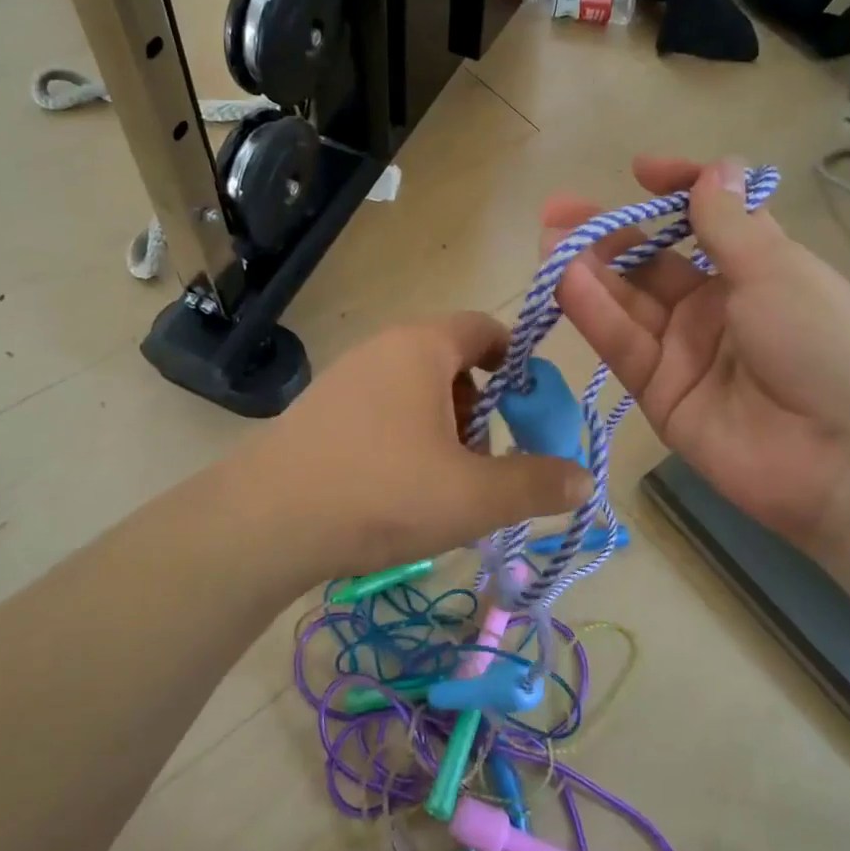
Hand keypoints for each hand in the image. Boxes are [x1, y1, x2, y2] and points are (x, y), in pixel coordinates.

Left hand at [238, 313, 593, 577]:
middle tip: (485, 459)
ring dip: (444, 427)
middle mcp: (383, 347)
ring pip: (416, 389)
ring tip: (444, 482)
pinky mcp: (321, 409)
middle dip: (480, 408)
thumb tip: (585, 479)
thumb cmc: (382, 492)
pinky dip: (406, 437)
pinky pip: (382, 409)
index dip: (517, 363)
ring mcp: (346, 377)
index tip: (529, 408)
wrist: (265, 522)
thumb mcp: (472, 496)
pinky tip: (398, 488)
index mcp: (423, 346)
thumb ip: (535, 484)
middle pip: (452, 361)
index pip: (485, 328)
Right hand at [543, 156, 849, 547]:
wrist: (846, 460)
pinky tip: (565, 281)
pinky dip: (594, 314)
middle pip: (652, 264)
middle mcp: (715, 308)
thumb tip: (716, 167)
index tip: (640, 171)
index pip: (707, 221)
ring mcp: (684, 352)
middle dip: (608, 234)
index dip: (676, 193)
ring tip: (549, 240)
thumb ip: (729, 224)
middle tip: (559, 211)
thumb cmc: (823, 345)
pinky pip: (623, 346)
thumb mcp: (777, 270)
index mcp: (756, 270)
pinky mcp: (659, 394)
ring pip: (627, 303)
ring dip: (588, 270)